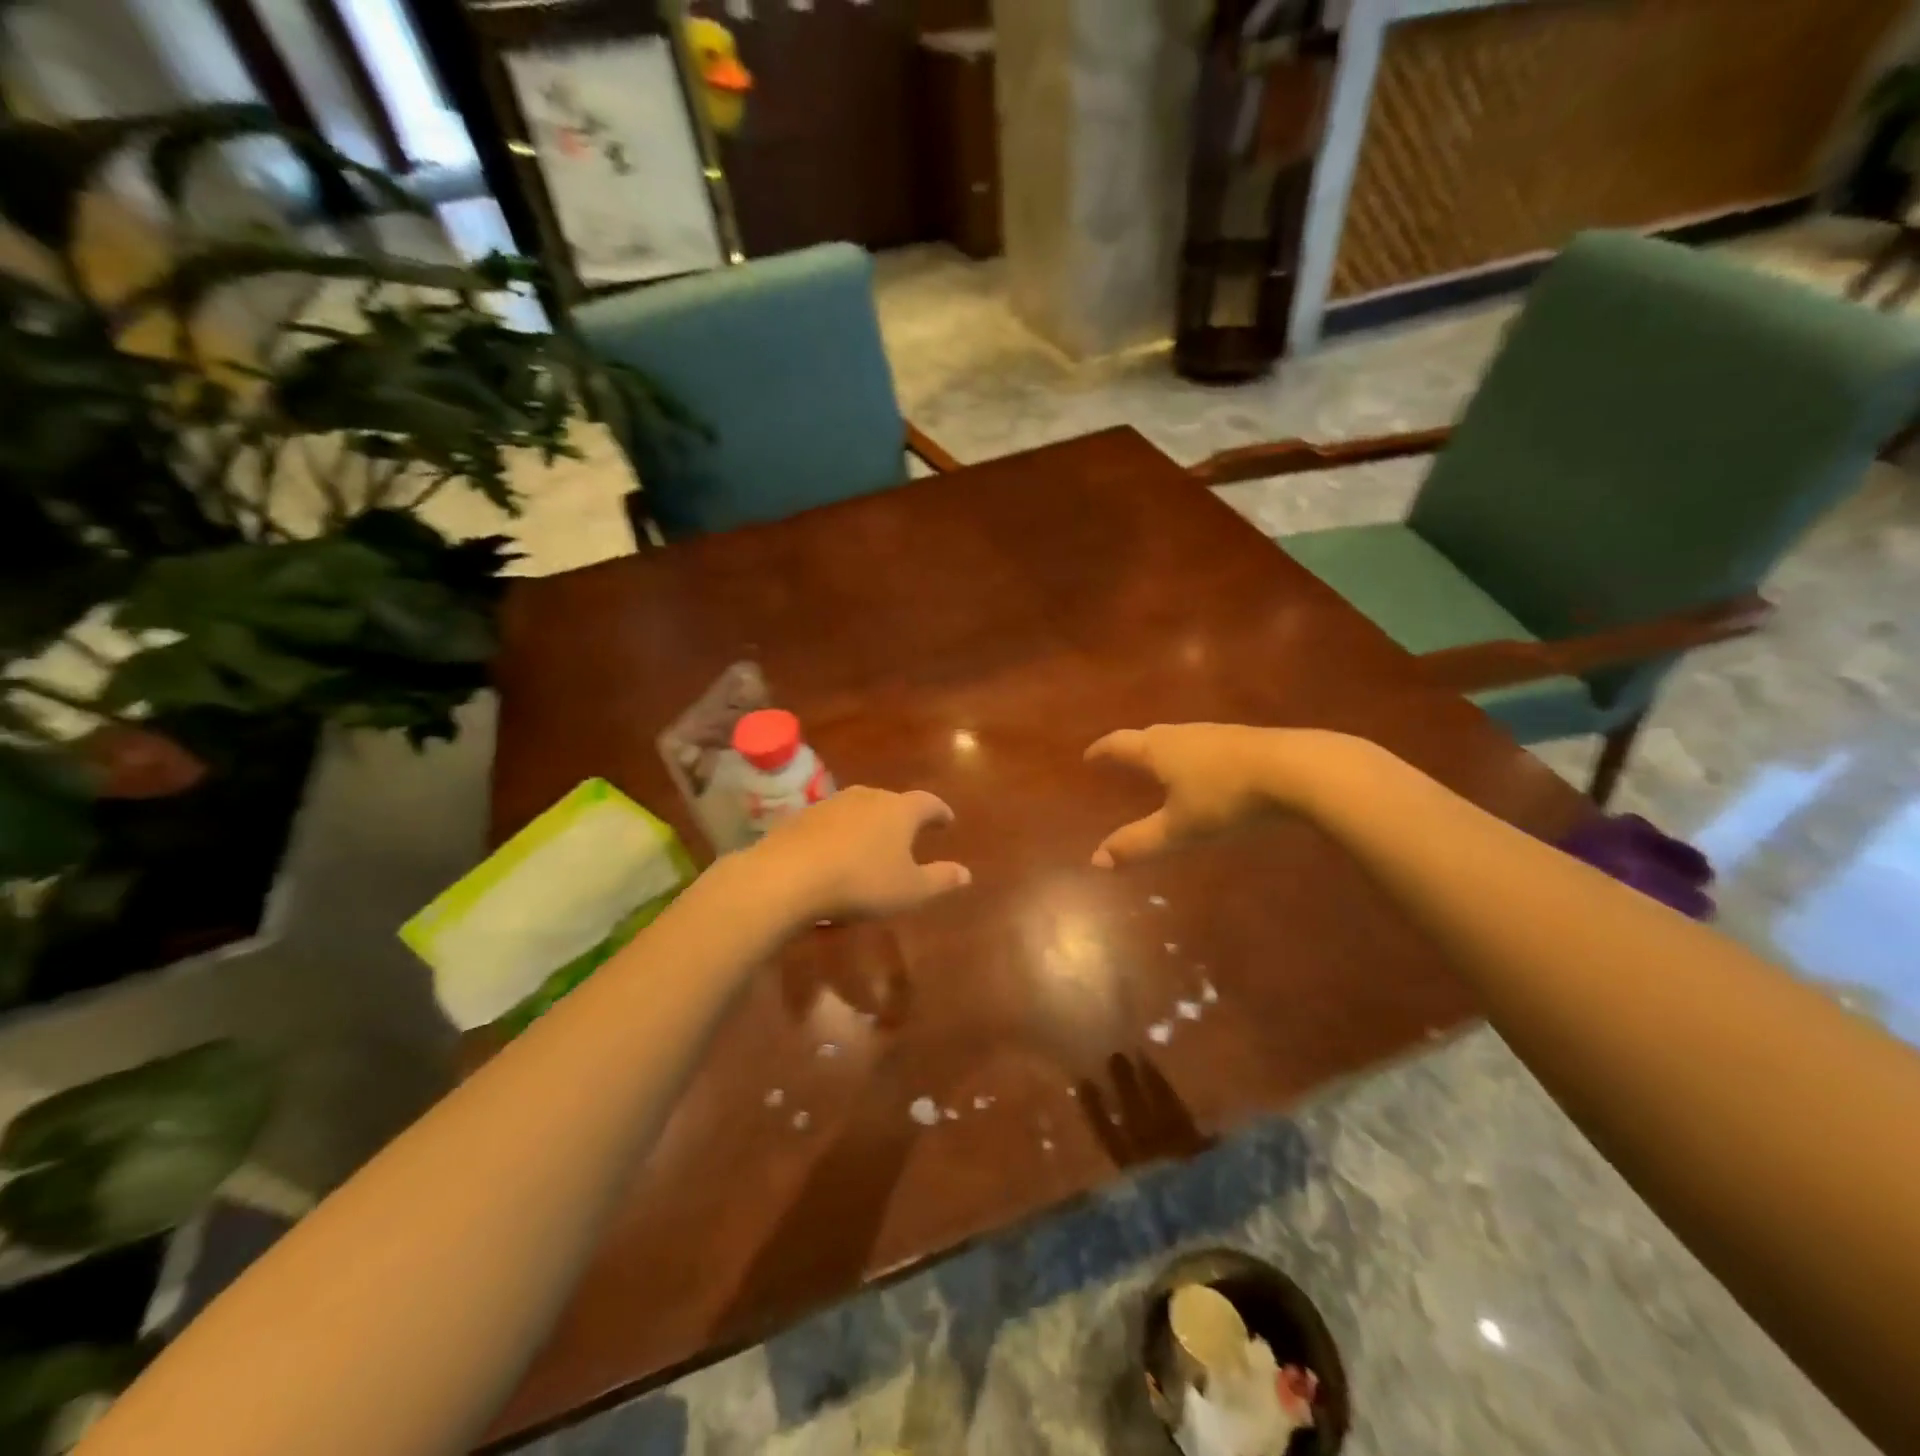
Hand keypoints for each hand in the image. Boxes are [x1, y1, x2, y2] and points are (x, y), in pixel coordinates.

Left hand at [746, 786, 970, 921]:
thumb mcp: (909, 890)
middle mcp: (868, 797)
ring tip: (872, 845)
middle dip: (903, 817)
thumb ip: (940, 880)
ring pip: (859, 809)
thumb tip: (966, 873)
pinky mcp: (802, 817)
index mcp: (900, 810)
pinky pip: (831, 823)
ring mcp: (831, 803)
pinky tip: (836, 855)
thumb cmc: (861, 883)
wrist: (788, 876)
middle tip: (909, 833)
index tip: (947, 821)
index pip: (928, 803)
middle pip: (892, 802)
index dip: (940, 812)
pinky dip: (840, 835)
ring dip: (869, 824)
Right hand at [1085, 723, 1298, 867]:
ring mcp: (1215, 734)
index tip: (1088, 757)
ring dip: (1163, 750)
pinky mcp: (1244, 740)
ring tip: (1160, 765)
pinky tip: (1206, 770)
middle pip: (1148, 736)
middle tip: (1121, 759)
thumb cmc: (1225, 797)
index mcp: (1158, 750)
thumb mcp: (1179, 828)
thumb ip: (1138, 843)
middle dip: (1131, 748)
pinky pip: (1205, 745)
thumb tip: (1096, 861)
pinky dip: (1192, 756)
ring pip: (1179, 738)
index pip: (1119, 744)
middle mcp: (1182, 734)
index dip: (1102, 751)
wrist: (1294, 769)